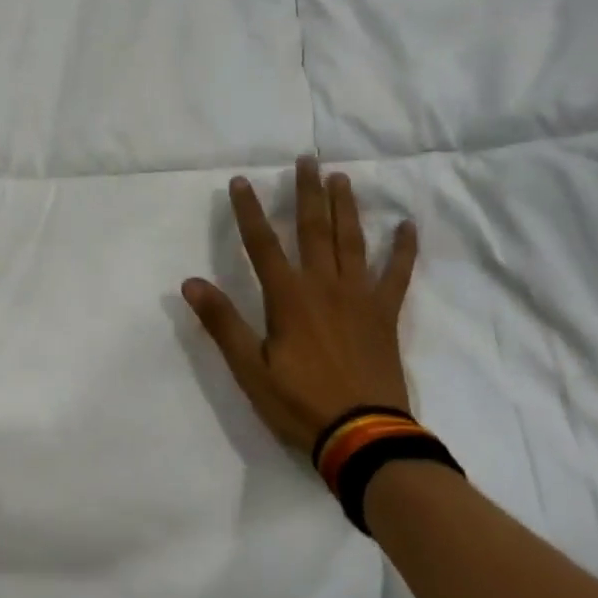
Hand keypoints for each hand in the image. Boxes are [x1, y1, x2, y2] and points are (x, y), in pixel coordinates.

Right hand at [181, 157, 418, 454]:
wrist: (363, 437)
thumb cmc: (300, 404)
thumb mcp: (250, 369)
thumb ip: (223, 323)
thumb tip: (190, 282)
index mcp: (288, 297)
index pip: (262, 243)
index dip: (249, 210)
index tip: (241, 180)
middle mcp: (324, 285)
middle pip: (313, 229)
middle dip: (307, 192)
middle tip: (306, 160)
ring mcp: (359, 297)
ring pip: (351, 241)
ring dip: (345, 207)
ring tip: (341, 178)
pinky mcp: (385, 314)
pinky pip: (397, 275)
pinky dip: (403, 250)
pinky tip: (407, 226)